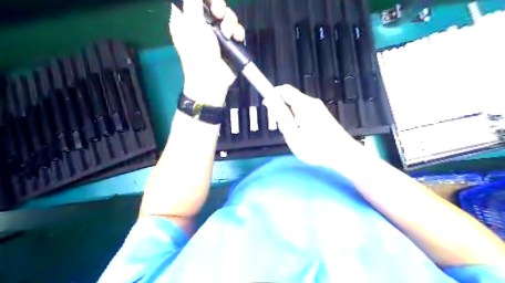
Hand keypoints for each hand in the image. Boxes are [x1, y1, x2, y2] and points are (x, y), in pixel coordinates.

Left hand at [171, 0, 244, 105]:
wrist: (212, 79)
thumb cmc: (198, 52)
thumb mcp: (192, 23)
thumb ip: (193, 2)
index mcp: (187, 19)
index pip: (194, 0)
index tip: (209, 1)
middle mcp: (201, 25)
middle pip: (213, 5)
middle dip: (219, 8)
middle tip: (218, 14)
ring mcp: (217, 35)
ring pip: (227, 17)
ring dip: (230, 22)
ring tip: (227, 34)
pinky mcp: (229, 44)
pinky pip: (236, 30)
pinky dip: (238, 33)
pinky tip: (236, 38)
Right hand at [262, 84, 364, 167]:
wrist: (344, 154)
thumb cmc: (316, 148)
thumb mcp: (293, 135)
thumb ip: (281, 116)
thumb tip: (270, 101)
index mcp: (303, 105)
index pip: (283, 89)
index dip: (272, 95)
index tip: (267, 108)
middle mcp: (311, 102)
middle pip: (289, 97)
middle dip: (280, 109)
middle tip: (282, 128)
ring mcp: (318, 108)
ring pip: (296, 105)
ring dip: (289, 116)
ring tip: (293, 134)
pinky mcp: (322, 114)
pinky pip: (303, 111)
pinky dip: (297, 119)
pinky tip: (301, 134)